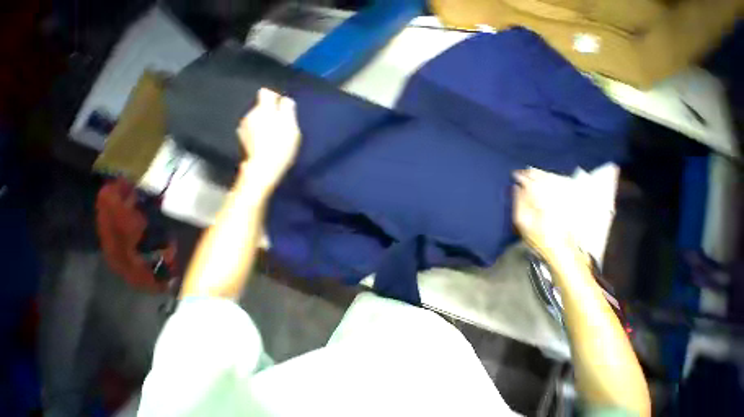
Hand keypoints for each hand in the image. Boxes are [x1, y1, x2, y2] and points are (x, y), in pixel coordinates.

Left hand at [237, 88, 301, 187]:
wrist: (264, 167)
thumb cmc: (281, 147)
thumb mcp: (291, 128)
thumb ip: (288, 111)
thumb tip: (286, 100)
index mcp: (264, 110)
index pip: (266, 93)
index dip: (276, 98)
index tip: (284, 109)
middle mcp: (251, 114)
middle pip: (261, 107)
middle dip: (271, 114)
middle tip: (283, 127)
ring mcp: (244, 127)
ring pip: (257, 119)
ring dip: (265, 123)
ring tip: (275, 137)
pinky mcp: (242, 138)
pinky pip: (252, 130)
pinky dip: (258, 133)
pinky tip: (266, 144)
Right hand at [513, 168, 575, 259]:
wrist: (559, 248)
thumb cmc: (536, 237)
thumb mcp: (522, 221)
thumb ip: (519, 202)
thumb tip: (516, 187)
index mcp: (541, 201)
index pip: (531, 183)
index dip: (522, 177)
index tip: (514, 174)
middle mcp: (554, 197)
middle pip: (543, 180)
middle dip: (532, 173)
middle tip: (523, 170)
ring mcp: (563, 199)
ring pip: (552, 181)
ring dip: (542, 175)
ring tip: (532, 171)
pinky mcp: (568, 203)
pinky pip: (560, 186)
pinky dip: (551, 181)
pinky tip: (547, 179)